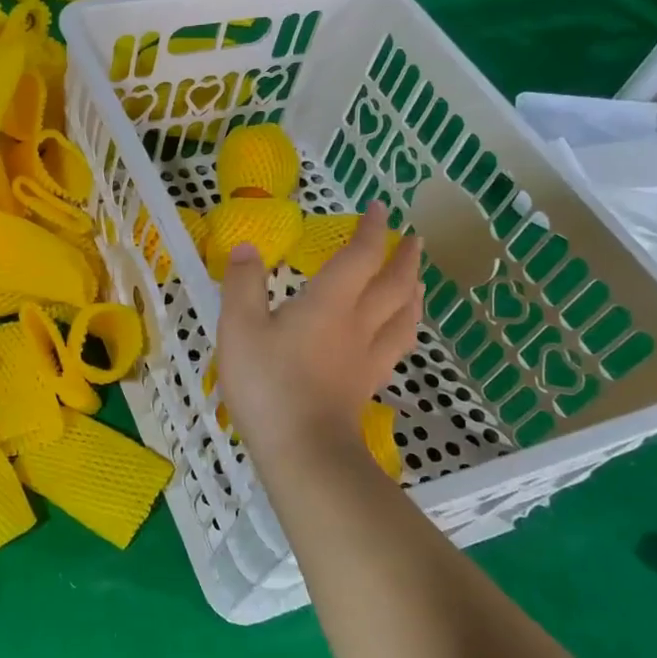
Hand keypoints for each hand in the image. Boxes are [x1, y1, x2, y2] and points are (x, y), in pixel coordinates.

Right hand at [219, 204, 423, 463]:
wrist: (302, 448)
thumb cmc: (267, 383)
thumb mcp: (239, 327)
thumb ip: (243, 284)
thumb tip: (247, 247)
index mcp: (330, 302)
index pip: (360, 256)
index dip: (372, 230)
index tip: (379, 209)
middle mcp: (358, 323)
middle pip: (394, 284)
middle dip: (404, 258)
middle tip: (414, 240)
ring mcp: (367, 356)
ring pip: (403, 315)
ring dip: (414, 291)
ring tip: (417, 281)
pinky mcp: (366, 383)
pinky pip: (397, 346)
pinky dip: (405, 328)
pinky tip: (400, 333)